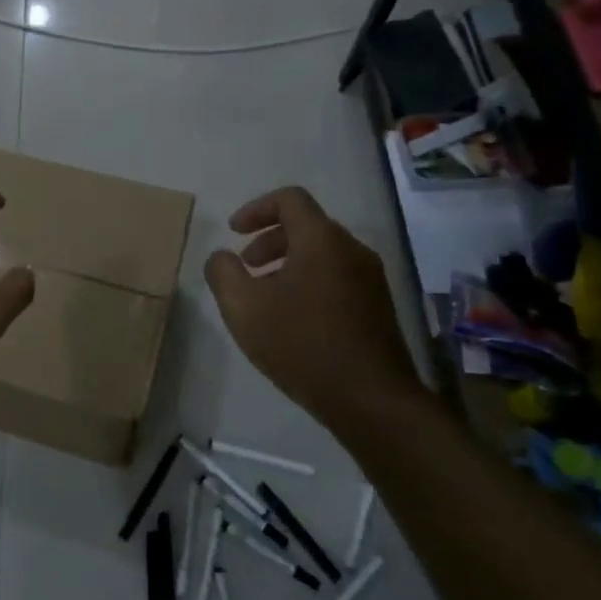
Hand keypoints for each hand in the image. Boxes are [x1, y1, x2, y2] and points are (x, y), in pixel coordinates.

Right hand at [204, 186, 425, 430]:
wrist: (371, 400)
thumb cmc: (301, 345)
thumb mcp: (243, 308)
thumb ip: (223, 273)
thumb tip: (221, 257)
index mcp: (321, 240)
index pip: (290, 199)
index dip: (256, 208)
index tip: (234, 232)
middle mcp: (351, 250)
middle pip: (307, 225)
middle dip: (269, 239)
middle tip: (246, 266)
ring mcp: (370, 279)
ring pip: (323, 252)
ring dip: (288, 262)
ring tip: (265, 296)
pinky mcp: (378, 306)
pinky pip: (337, 276)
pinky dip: (309, 280)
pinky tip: (293, 318)